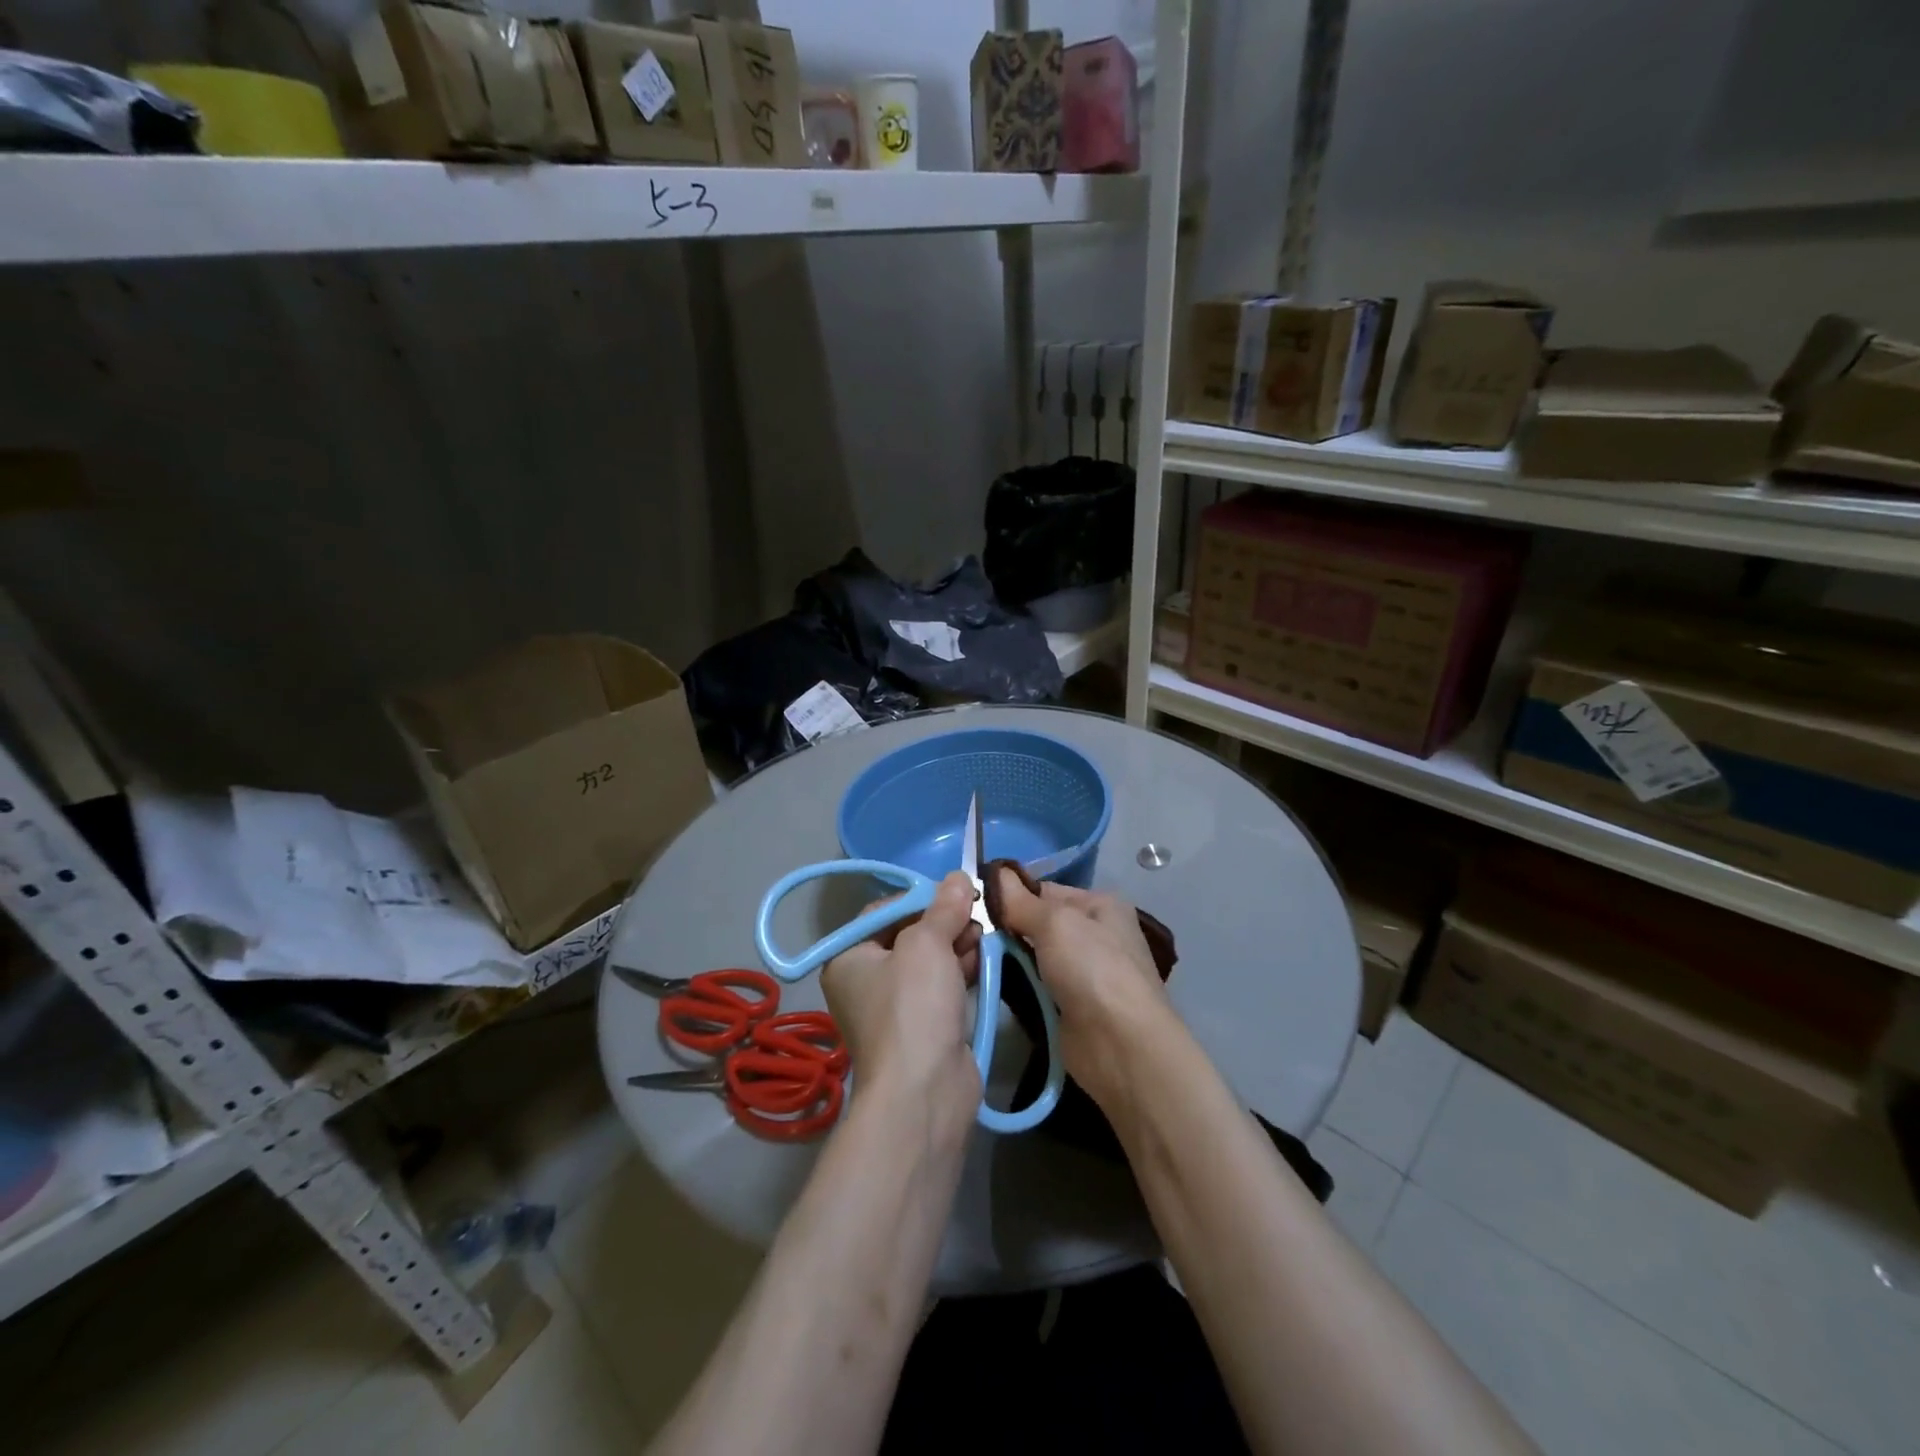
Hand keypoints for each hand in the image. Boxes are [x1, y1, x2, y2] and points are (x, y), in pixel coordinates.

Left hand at [823, 872, 982, 1125]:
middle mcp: (866, 981)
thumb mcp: (926, 945)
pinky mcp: (923, 1028)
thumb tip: (959, 877)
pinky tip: (984, 959)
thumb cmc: (913, 1007)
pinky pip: (942, 988)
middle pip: (909, 935)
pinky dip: (961, 972)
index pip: (884, 912)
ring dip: (957, 944)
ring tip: (984, 934)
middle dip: (944, 922)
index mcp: (849, 958)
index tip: (954, 892)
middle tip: (976, 912)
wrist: (924, 1093)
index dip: (920, 898)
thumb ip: (943, 908)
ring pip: (929, 962)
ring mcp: (895, 1008)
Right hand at [989, 869, 1174, 1111]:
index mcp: (1100, 905)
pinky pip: (1036, 985)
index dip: (1012, 894)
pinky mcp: (1071, 1006)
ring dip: (1008, 958)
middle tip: (968, 932)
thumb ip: (1020, 901)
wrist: (1121, 1045)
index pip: (1045, 890)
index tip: (975, 902)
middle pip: (1039, 923)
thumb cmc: (1093, 968)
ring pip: (1034, 955)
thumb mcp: (1055, 923)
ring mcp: (1084, 973)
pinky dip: (1018, 985)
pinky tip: (991, 984)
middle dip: (1007, 928)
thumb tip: (995, 872)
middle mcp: (1095, 934)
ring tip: (972, 958)